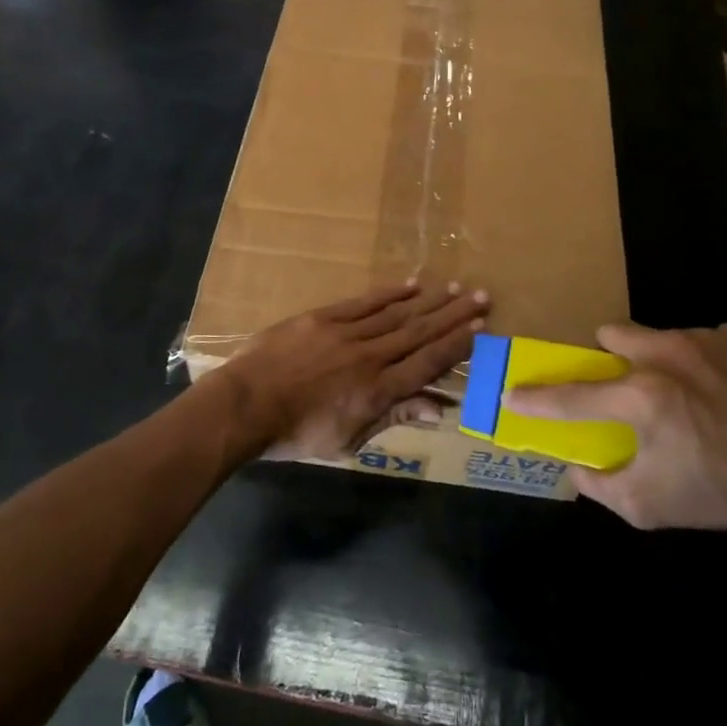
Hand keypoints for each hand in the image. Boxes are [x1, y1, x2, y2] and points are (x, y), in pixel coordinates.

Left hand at [218, 281, 488, 461]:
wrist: (245, 405)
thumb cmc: (295, 434)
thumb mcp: (347, 441)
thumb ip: (392, 418)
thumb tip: (436, 408)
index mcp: (378, 392)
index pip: (427, 364)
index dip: (456, 346)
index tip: (481, 328)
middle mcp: (370, 357)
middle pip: (419, 332)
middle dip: (453, 315)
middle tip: (481, 296)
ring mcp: (346, 334)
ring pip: (397, 314)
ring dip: (429, 300)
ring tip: (456, 286)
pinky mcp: (323, 318)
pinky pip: (364, 303)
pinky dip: (389, 293)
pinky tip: (411, 284)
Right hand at [508, 322, 726, 544]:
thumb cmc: (722, 495)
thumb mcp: (649, 507)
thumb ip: (600, 485)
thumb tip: (576, 467)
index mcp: (640, 397)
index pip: (571, 396)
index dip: (536, 398)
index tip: (513, 395)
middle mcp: (667, 355)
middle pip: (611, 335)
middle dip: (610, 361)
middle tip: (626, 392)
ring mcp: (707, 340)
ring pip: (659, 335)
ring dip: (658, 360)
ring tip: (686, 395)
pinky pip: (706, 339)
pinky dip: (705, 361)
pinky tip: (724, 391)